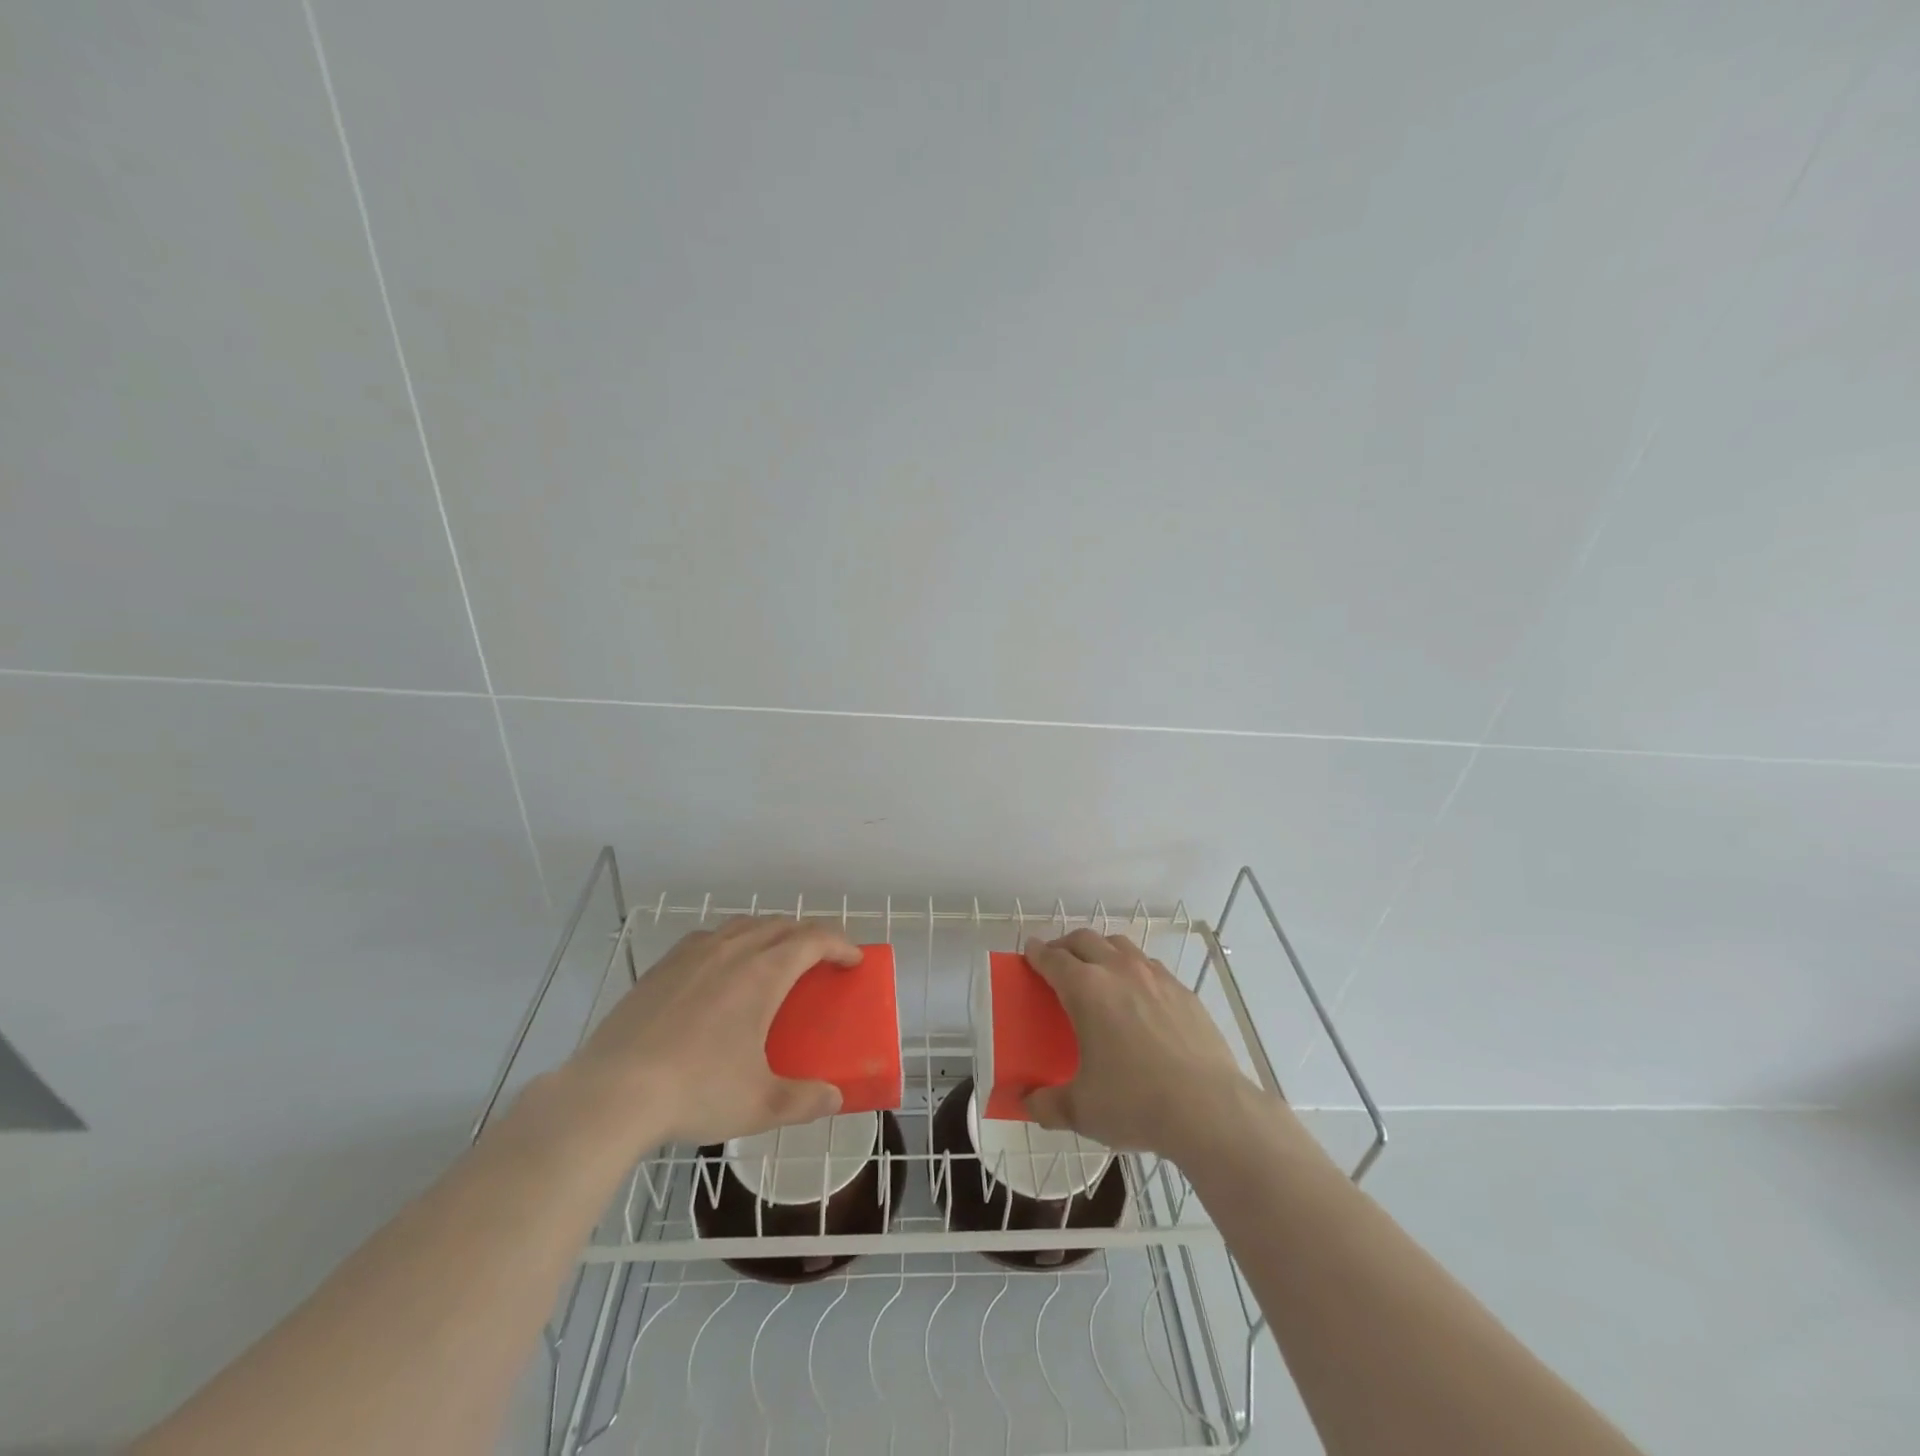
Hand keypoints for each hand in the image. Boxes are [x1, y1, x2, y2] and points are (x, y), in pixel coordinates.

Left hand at [568, 916, 858, 1147]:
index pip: (813, 939)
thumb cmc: (696, 1091)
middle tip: (821, 960)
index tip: (853, 960)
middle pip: (781, 925)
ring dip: (770, 933)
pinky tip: (722, 967)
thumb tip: (834, 1098)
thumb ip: (804, 1100)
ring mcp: (693, 954)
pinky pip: (709, 937)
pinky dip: (731, 941)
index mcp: (763, 973)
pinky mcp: (662, 966)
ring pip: (744, 925)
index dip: (840, 944)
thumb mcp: (759, 1104)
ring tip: (775, 958)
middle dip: (809, 936)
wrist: (612, 1092)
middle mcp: (732, 950)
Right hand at [1023, 930, 1260, 1156]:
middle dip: (1066, 946)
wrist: (1209, 1108)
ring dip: (1101, 950)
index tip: (1030, 952)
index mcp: (1086, 989)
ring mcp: (1155, 977)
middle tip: (1057, 962)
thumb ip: (1047, 1104)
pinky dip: (1134, 970)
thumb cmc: (1135, 1103)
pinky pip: (1150, 966)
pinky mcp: (1183, 991)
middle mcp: (1118, 970)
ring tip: (1097, 972)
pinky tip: (1138, 997)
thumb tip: (1026, 1102)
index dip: (1037, 953)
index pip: (1053, 959)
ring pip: (1120, 945)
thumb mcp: (1081, 1110)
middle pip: (1085, 940)